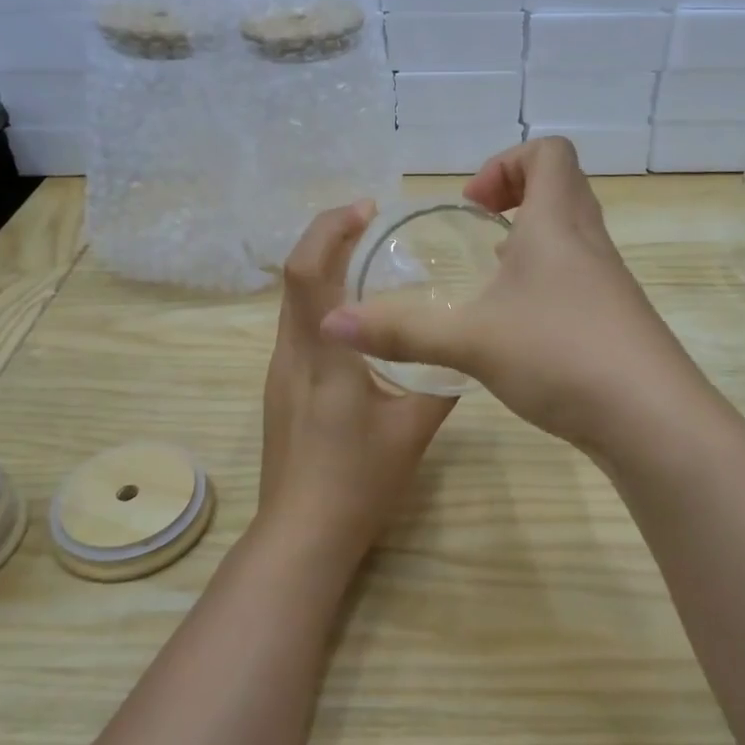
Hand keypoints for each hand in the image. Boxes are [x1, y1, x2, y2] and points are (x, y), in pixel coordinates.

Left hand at [258, 202, 455, 557]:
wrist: (302, 535)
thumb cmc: (359, 482)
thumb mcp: (414, 430)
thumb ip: (442, 385)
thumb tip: (465, 352)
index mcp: (322, 357)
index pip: (305, 272)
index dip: (329, 229)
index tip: (366, 209)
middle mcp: (290, 354)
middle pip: (294, 277)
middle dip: (327, 238)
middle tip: (372, 223)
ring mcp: (279, 373)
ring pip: (293, 303)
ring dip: (323, 270)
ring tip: (369, 260)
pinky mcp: (280, 390)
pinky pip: (298, 329)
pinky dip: (322, 304)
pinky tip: (357, 320)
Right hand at [320, 138, 703, 454]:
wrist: (650, 419)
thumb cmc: (561, 355)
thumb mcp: (471, 340)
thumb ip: (400, 331)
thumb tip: (331, 324)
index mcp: (559, 224)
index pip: (549, 153)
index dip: (507, 163)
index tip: (472, 203)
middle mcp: (589, 244)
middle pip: (562, 188)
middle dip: (516, 198)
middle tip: (478, 233)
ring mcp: (608, 284)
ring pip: (571, 237)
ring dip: (530, 243)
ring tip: (490, 278)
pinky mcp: (614, 321)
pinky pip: (576, 278)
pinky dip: (544, 282)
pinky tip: (516, 327)